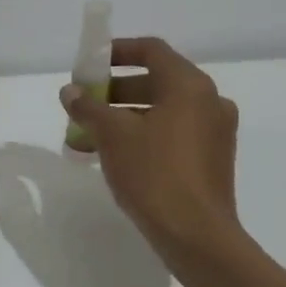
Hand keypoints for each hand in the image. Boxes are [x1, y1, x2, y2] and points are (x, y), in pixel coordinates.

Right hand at [60, 36, 243, 261]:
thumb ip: (88, 107)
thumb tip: (70, 92)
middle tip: (84, 103)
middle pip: (156, 81)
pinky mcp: (212, 160)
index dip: (117, 51)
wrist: (196, 236)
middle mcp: (209, 101)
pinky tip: (114, 157)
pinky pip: (173, 134)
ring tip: (89, 136)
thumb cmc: (154, 173)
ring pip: (162, 111)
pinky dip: (144, 136)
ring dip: (125, 117)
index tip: (89, 64)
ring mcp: (214, 132)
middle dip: (114, 90)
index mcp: (189, 86)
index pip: (151, 50)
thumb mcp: (112, 135)